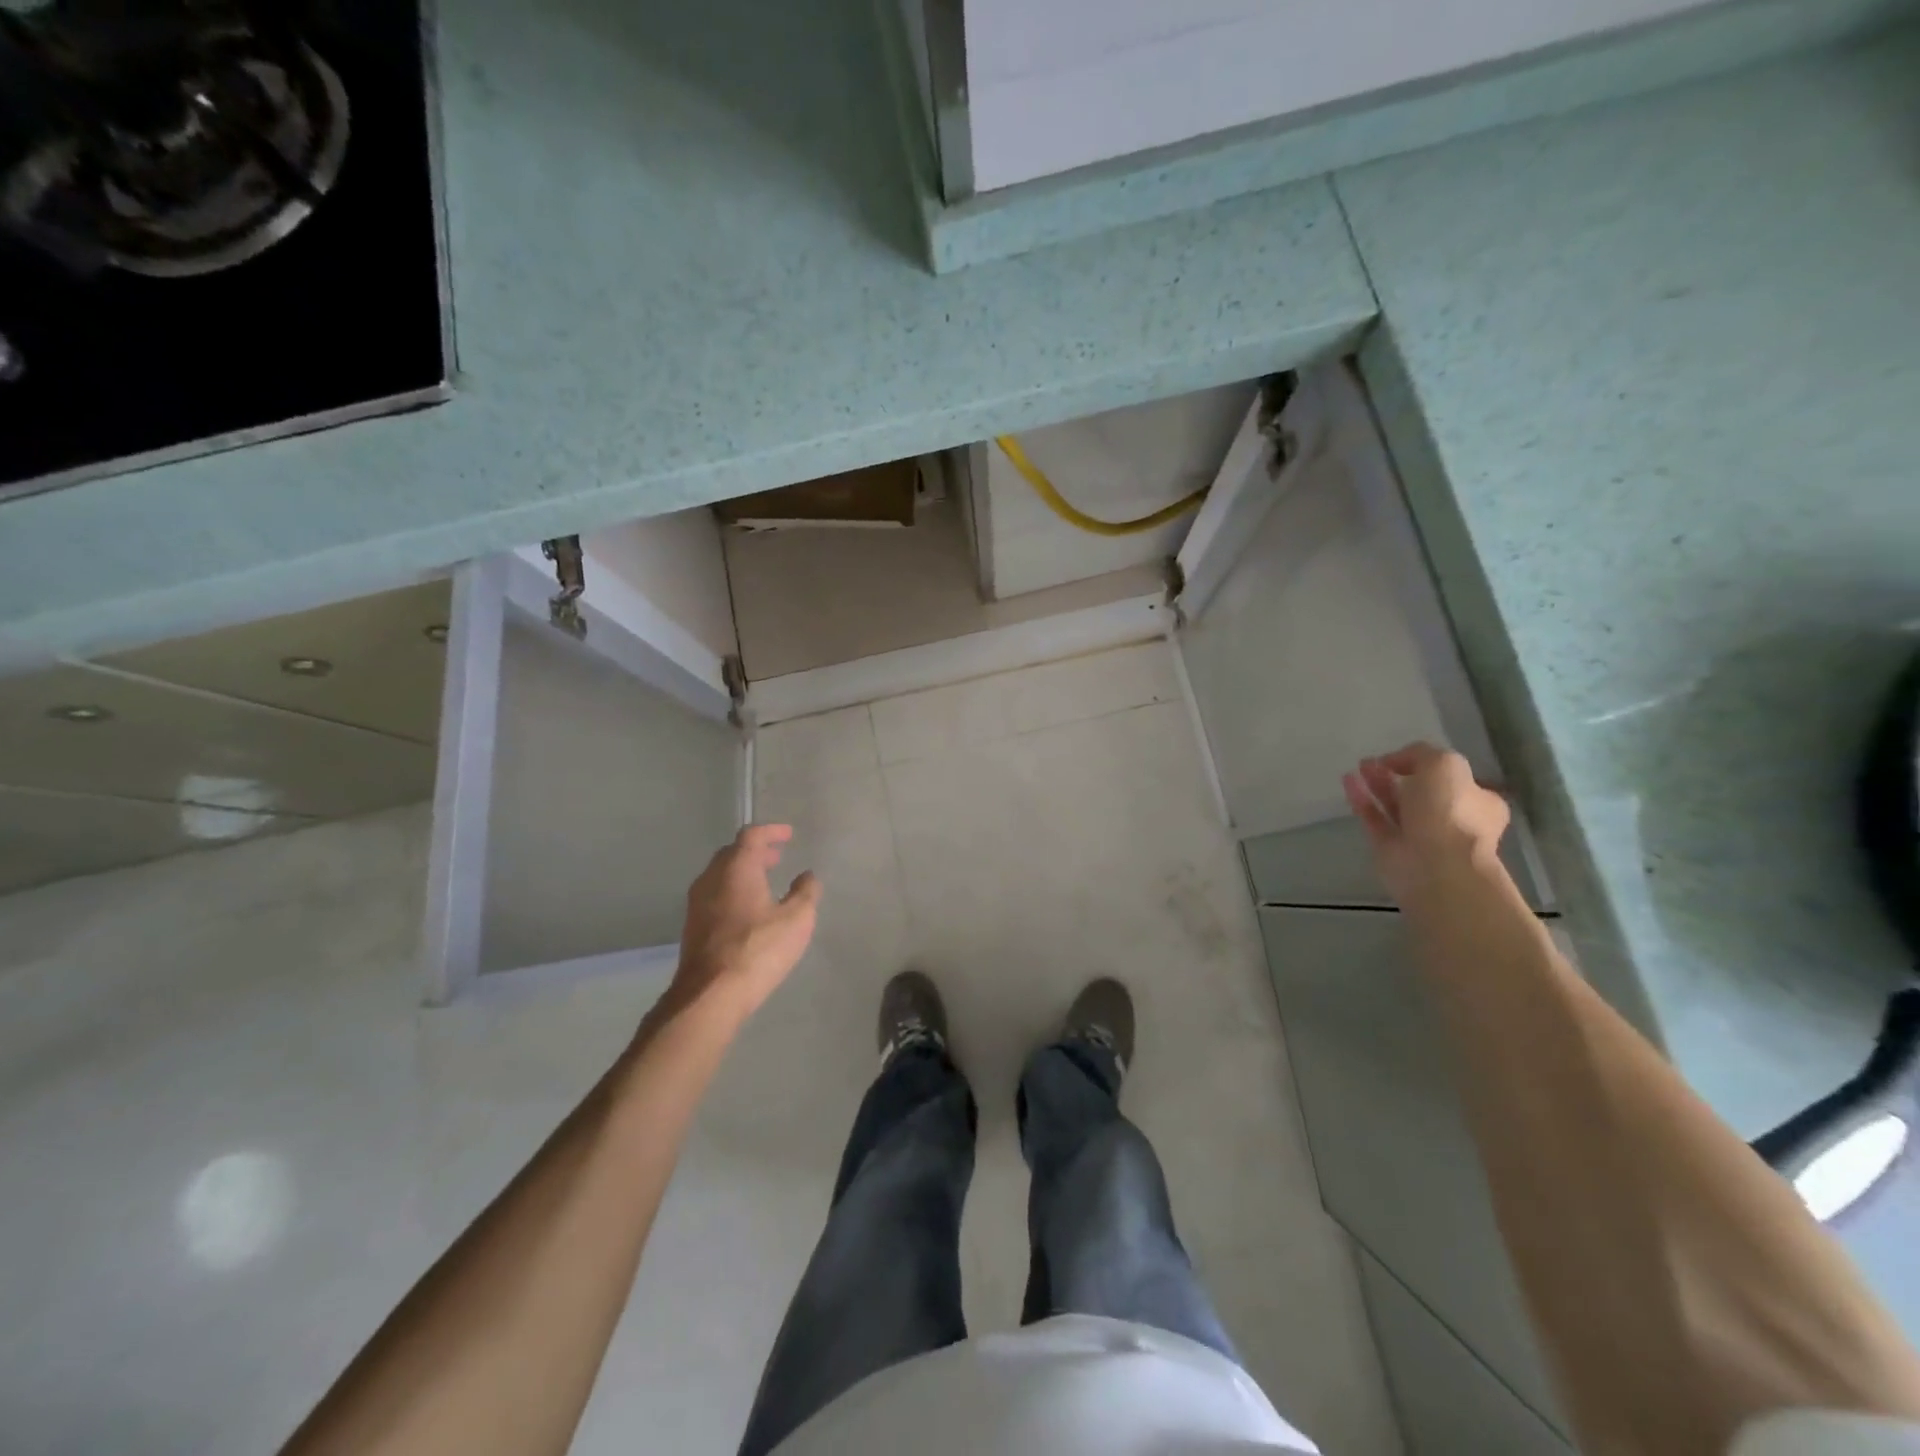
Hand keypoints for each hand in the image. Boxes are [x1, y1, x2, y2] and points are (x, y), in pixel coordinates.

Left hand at [669, 825, 821, 1022]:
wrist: (710, 995)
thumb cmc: (758, 949)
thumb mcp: (797, 919)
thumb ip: (805, 892)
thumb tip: (807, 876)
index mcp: (736, 868)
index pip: (751, 836)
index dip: (771, 832)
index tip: (787, 835)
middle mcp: (711, 879)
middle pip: (732, 853)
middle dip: (755, 852)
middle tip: (776, 857)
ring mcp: (697, 904)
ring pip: (720, 875)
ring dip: (743, 873)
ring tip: (765, 883)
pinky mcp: (693, 927)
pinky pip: (714, 896)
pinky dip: (733, 892)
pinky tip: (748, 910)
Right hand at [1342, 743, 1510, 901]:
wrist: (1436, 866)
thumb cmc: (1450, 812)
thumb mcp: (1444, 764)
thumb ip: (1421, 753)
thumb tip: (1396, 761)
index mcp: (1477, 801)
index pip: (1453, 779)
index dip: (1427, 765)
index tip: (1403, 756)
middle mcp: (1449, 819)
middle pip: (1420, 791)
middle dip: (1397, 773)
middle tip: (1374, 760)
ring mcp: (1418, 835)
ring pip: (1394, 804)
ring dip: (1377, 783)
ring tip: (1359, 766)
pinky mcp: (1389, 847)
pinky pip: (1373, 817)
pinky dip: (1361, 798)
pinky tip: (1347, 780)